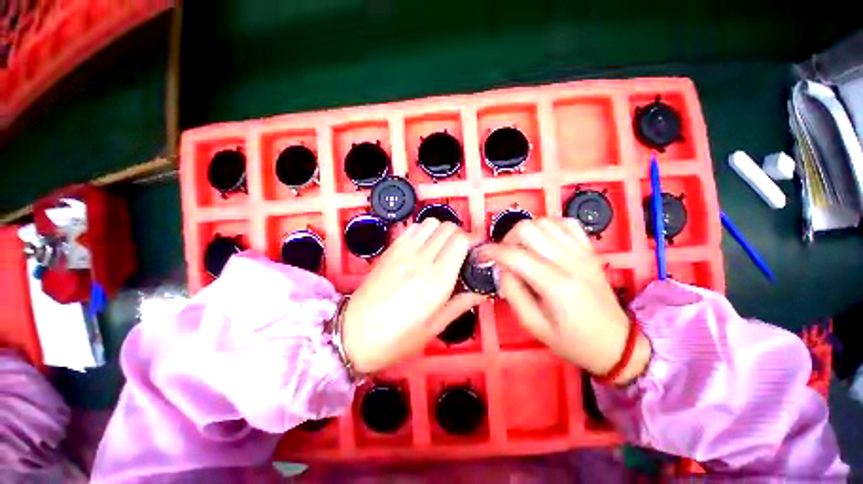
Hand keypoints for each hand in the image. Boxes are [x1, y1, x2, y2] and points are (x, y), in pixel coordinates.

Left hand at [342, 219, 486, 373]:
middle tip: (461, 251)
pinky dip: (423, 231)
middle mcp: (422, 260)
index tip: (476, 250)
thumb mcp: (434, 328)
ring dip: (441, 231)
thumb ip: (460, 304)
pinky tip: (423, 246)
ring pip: (431, 222)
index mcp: (438, 281)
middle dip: (460, 235)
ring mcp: (404, 252)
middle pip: (448, 227)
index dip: (473, 241)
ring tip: (441, 248)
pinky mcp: (390, 249)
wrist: (353, 333)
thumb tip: (481, 292)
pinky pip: (413, 228)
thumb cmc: (397, 338)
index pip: (461, 241)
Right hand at [482, 218, 650, 384]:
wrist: (615, 342)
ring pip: (544, 221)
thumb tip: (501, 267)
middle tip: (503, 257)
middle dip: (506, 239)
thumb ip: (512, 292)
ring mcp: (582, 252)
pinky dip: (548, 226)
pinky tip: (543, 242)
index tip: (480, 257)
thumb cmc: (571, 340)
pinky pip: (565, 223)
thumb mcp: (533, 325)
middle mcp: (569, 261)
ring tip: (521, 250)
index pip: (514, 255)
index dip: (490, 252)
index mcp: (555, 285)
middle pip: (527, 229)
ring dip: (525, 232)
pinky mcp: (589, 249)